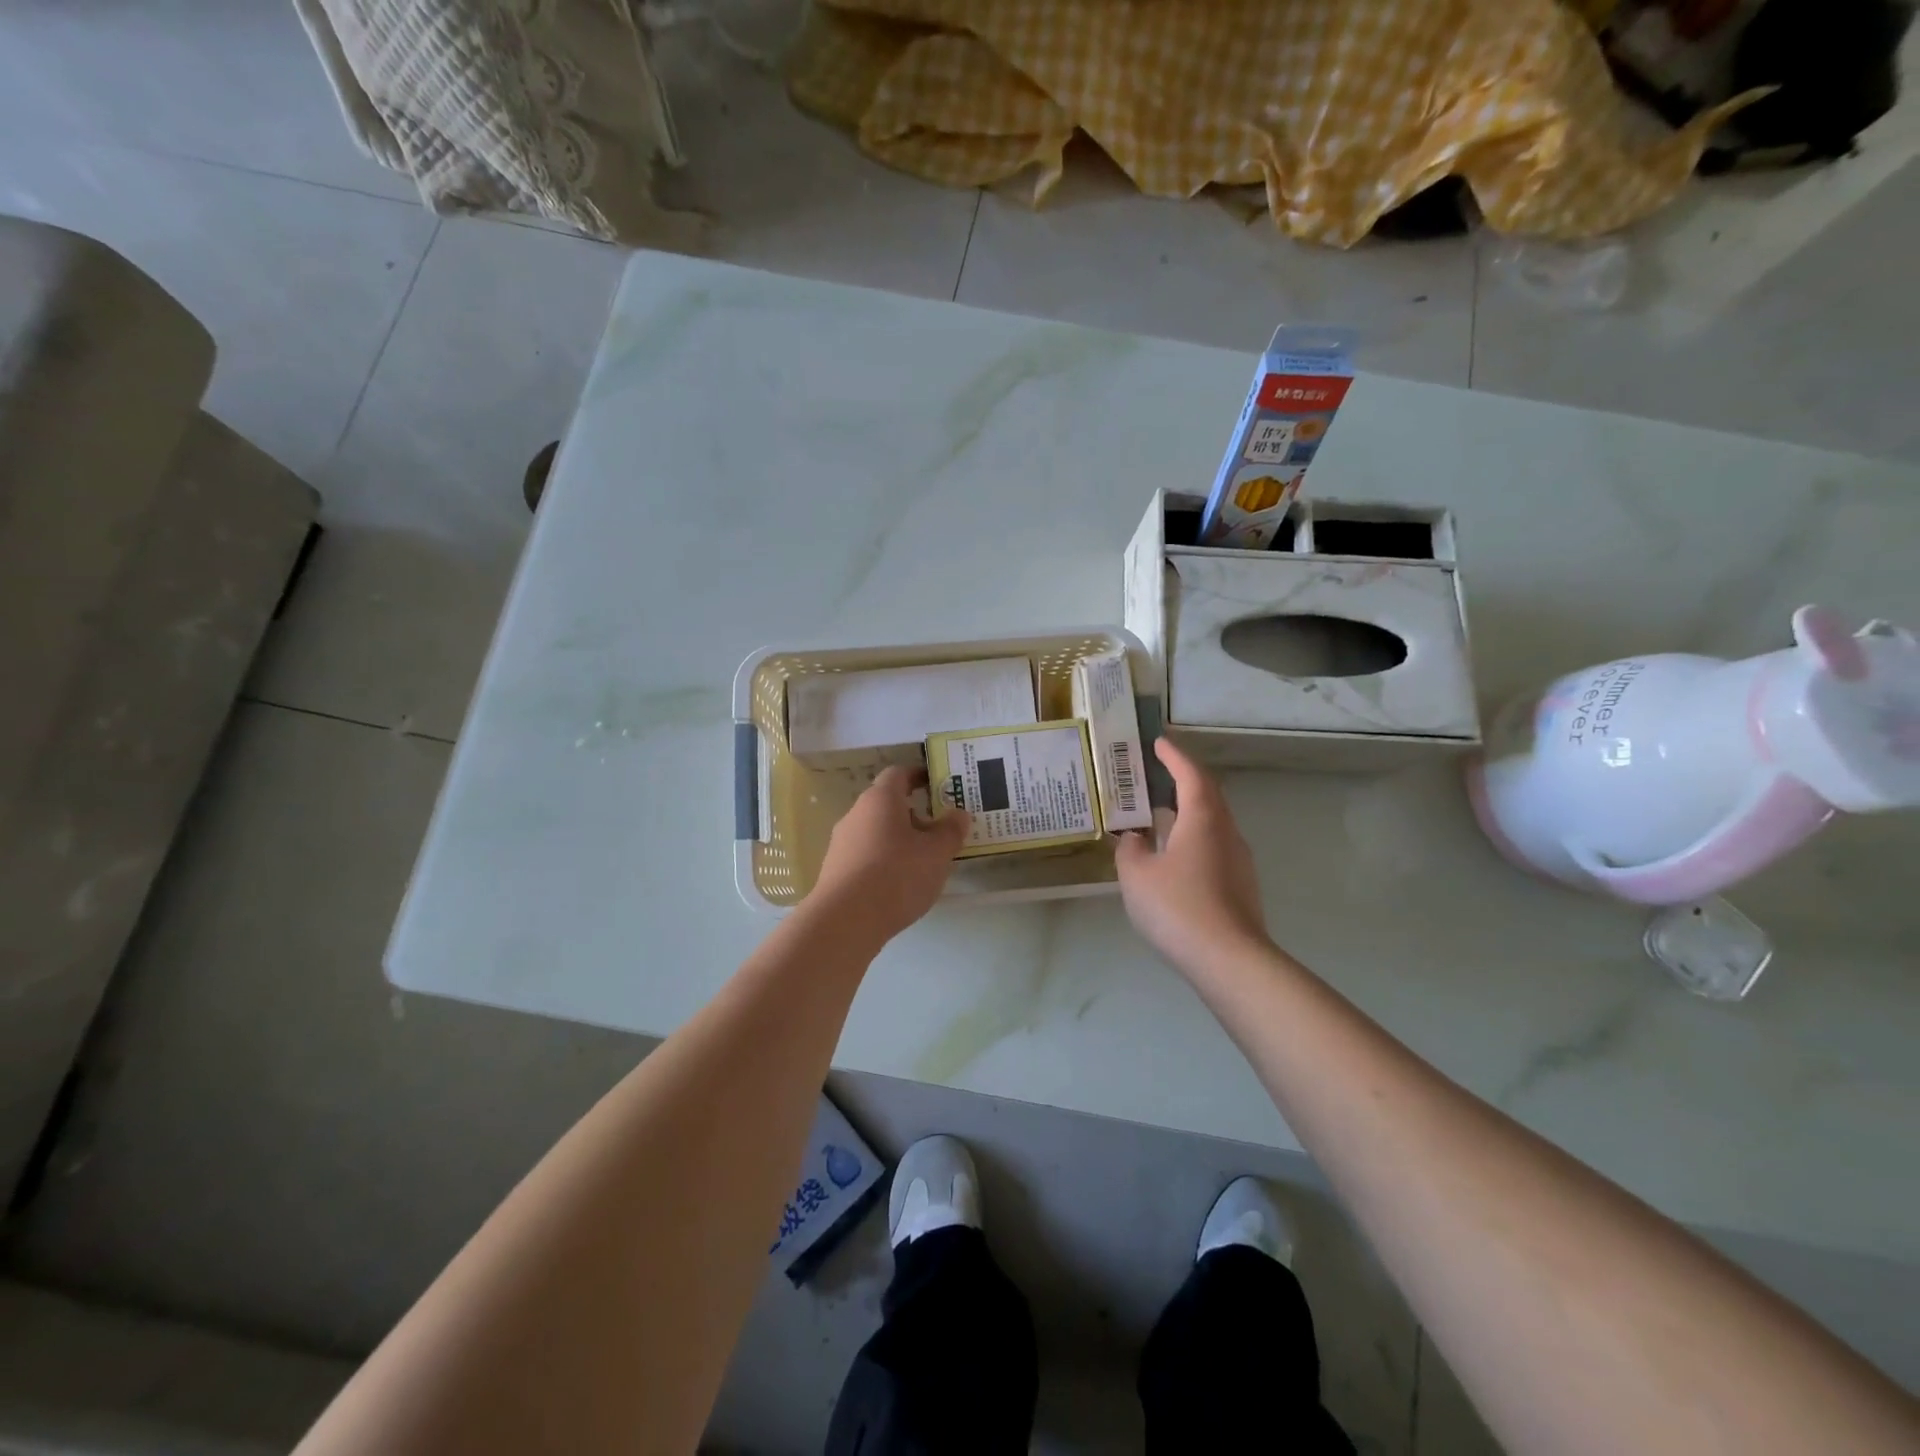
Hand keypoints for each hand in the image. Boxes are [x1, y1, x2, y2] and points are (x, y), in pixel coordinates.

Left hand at [810, 767, 969, 947]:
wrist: (845, 921)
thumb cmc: (896, 875)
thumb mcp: (937, 852)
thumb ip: (951, 830)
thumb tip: (958, 814)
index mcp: (880, 799)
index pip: (899, 774)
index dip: (919, 776)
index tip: (939, 785)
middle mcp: (856, 814)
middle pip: (887, 804)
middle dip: (915, 814)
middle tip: (941, 831)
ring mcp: (842, 843)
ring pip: (877, 832)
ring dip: (900, 840)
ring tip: (925, 862)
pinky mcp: (836, 870)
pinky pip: (866, 856)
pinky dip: (885, 861)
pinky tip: (901, 884)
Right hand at [1115, 738, 1269, 973]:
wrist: (1229, 960)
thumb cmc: (1178, 907)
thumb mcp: (1136, 875)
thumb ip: (1130, 849)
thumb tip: (1135, 837)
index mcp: (1202, 819)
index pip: (1190, 775)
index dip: (1174, 757)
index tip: (1159, 743)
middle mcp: (1227, 832)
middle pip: (1208, 796)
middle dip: (1184, 780)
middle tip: (1158, 774)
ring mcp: (1239, 861)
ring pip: (1213, 823)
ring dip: (1188, 812)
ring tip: (1160, 815)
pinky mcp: (1241, 886)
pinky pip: (1214, 848)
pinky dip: (1193, 839)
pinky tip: (1174, 857)